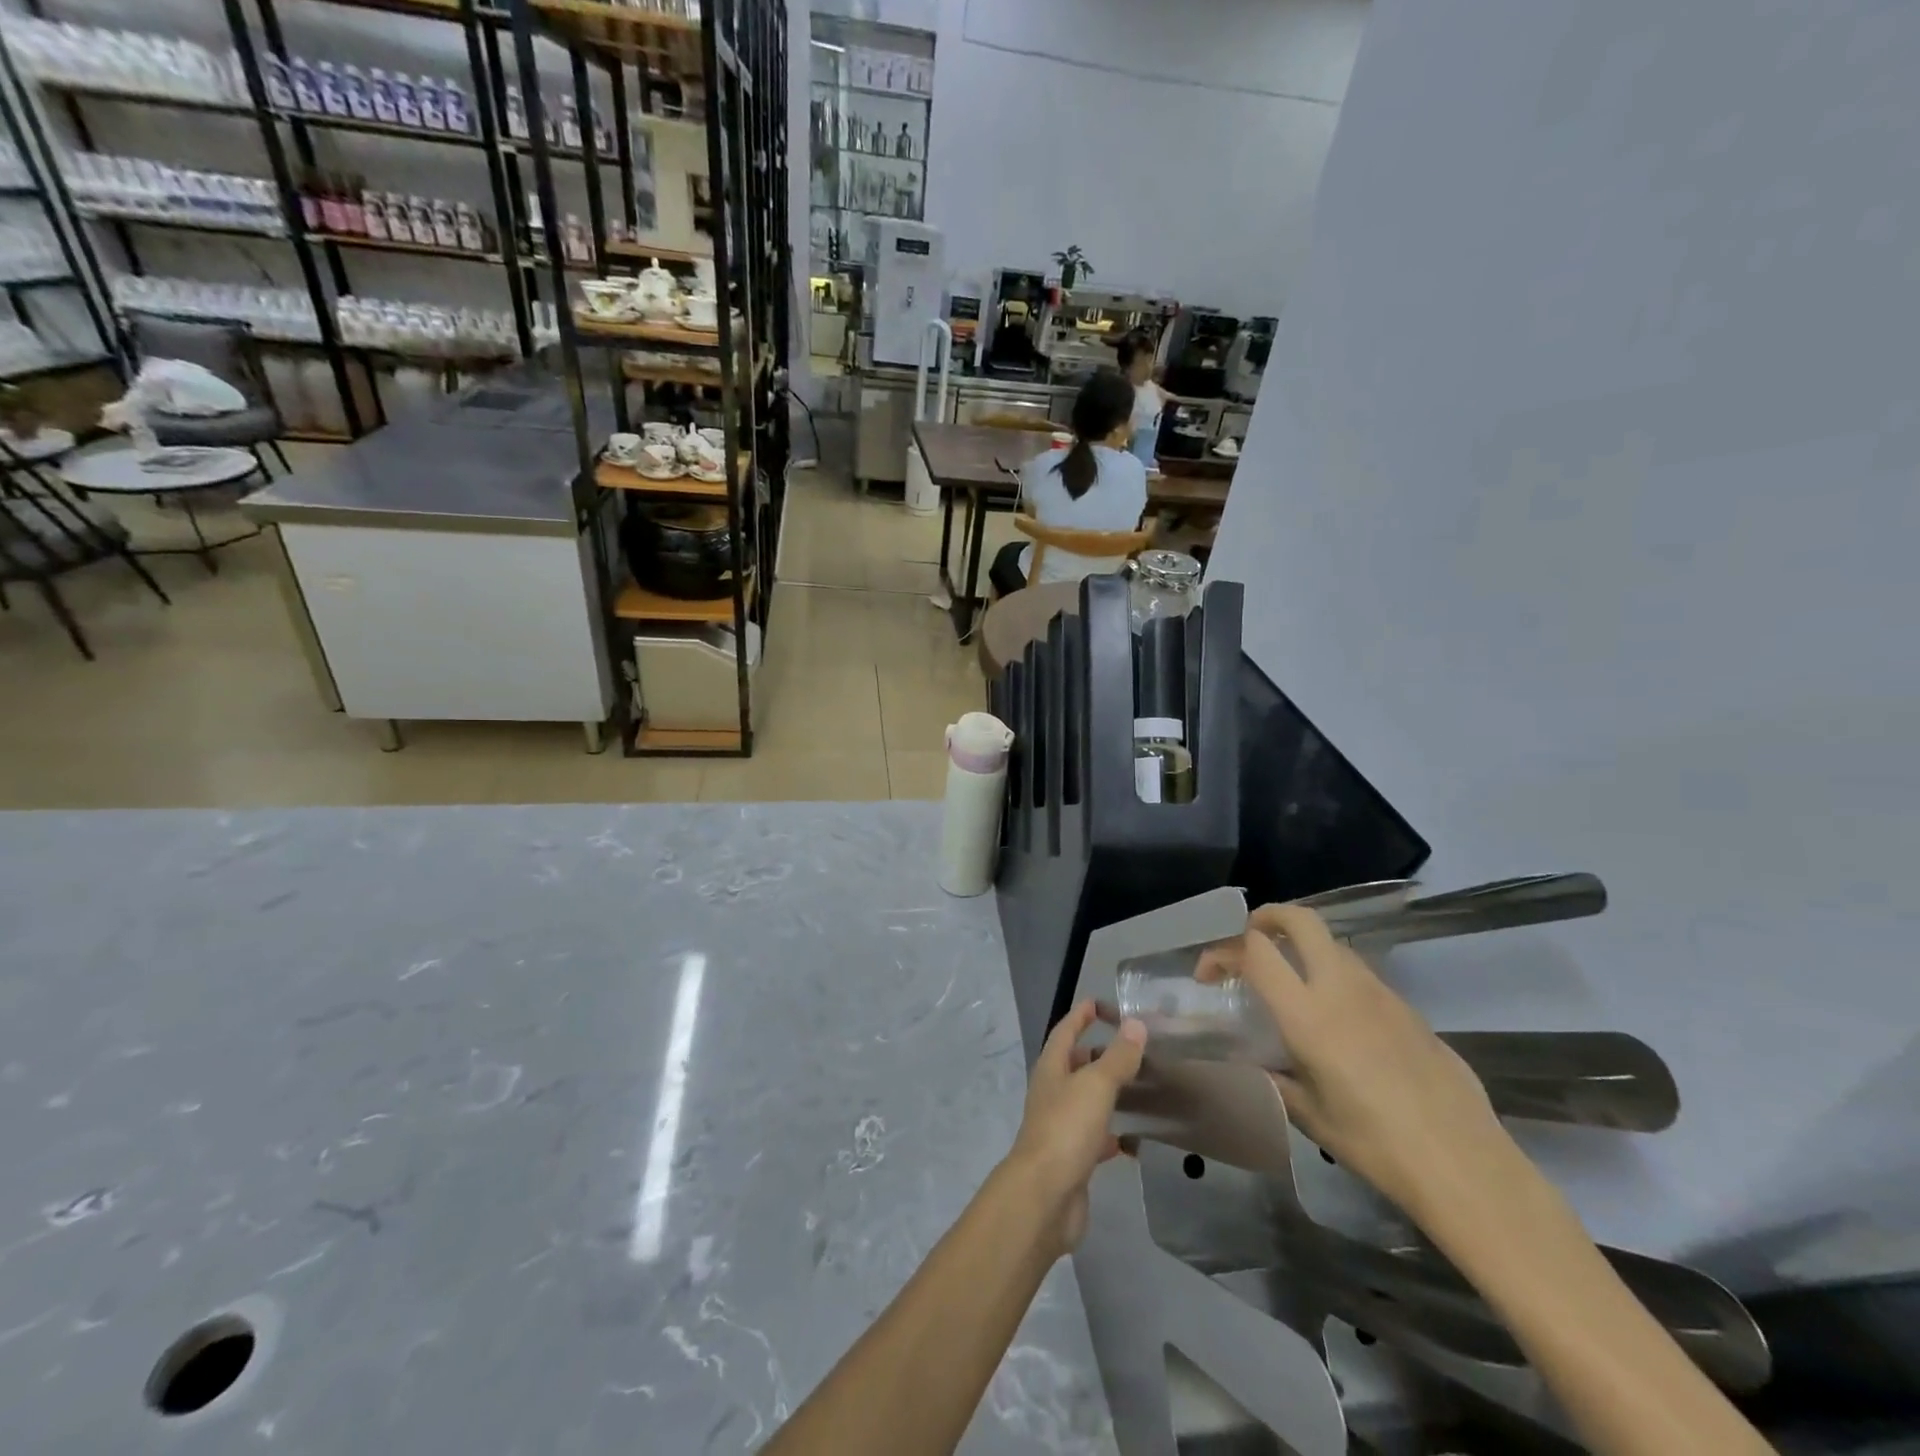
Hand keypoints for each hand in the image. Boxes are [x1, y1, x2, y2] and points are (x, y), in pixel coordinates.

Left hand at [1005, 1000, 1146, 1254]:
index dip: (1081, 1016)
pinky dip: (1111, 1133)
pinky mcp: (1072, 1159)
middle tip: (1128, 1047)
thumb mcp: (1096, 1085)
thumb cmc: (1066, 1129)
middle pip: (1073, 1065)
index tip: (1099, 1003)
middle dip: (1095, 1053)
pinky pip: (1094, 1138)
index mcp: (1051, 1069)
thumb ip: (1117, 1057)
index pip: (1065, 1031)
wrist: (1044, 1197)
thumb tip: (1135, 1024)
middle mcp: (1052, 1093)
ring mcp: (1060, 1127)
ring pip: (1084, 1100)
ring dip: (1105, 1092)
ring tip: (1136, 1087)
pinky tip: (1132, 1139)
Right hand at [1200, 905, 1517, 1223]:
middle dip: (1267, 917)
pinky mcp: (1409, 1008)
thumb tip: (1258, 1063)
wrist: (1465, 1166)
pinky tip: (1339, 1022)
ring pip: (1333, 944)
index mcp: (1308, 1014)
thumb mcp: (1308, 1115)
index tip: (1209, 974)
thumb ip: (1275, 1077)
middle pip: (1300, 919)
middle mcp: (1342, 988)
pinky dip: (1336, 978)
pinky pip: (1361, 976)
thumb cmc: (1375, 1145)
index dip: (1223, 950)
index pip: (1255, 950)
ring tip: (1291, 984)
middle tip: (1249, 940)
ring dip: (1303, 948)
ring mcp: (1381, 993)